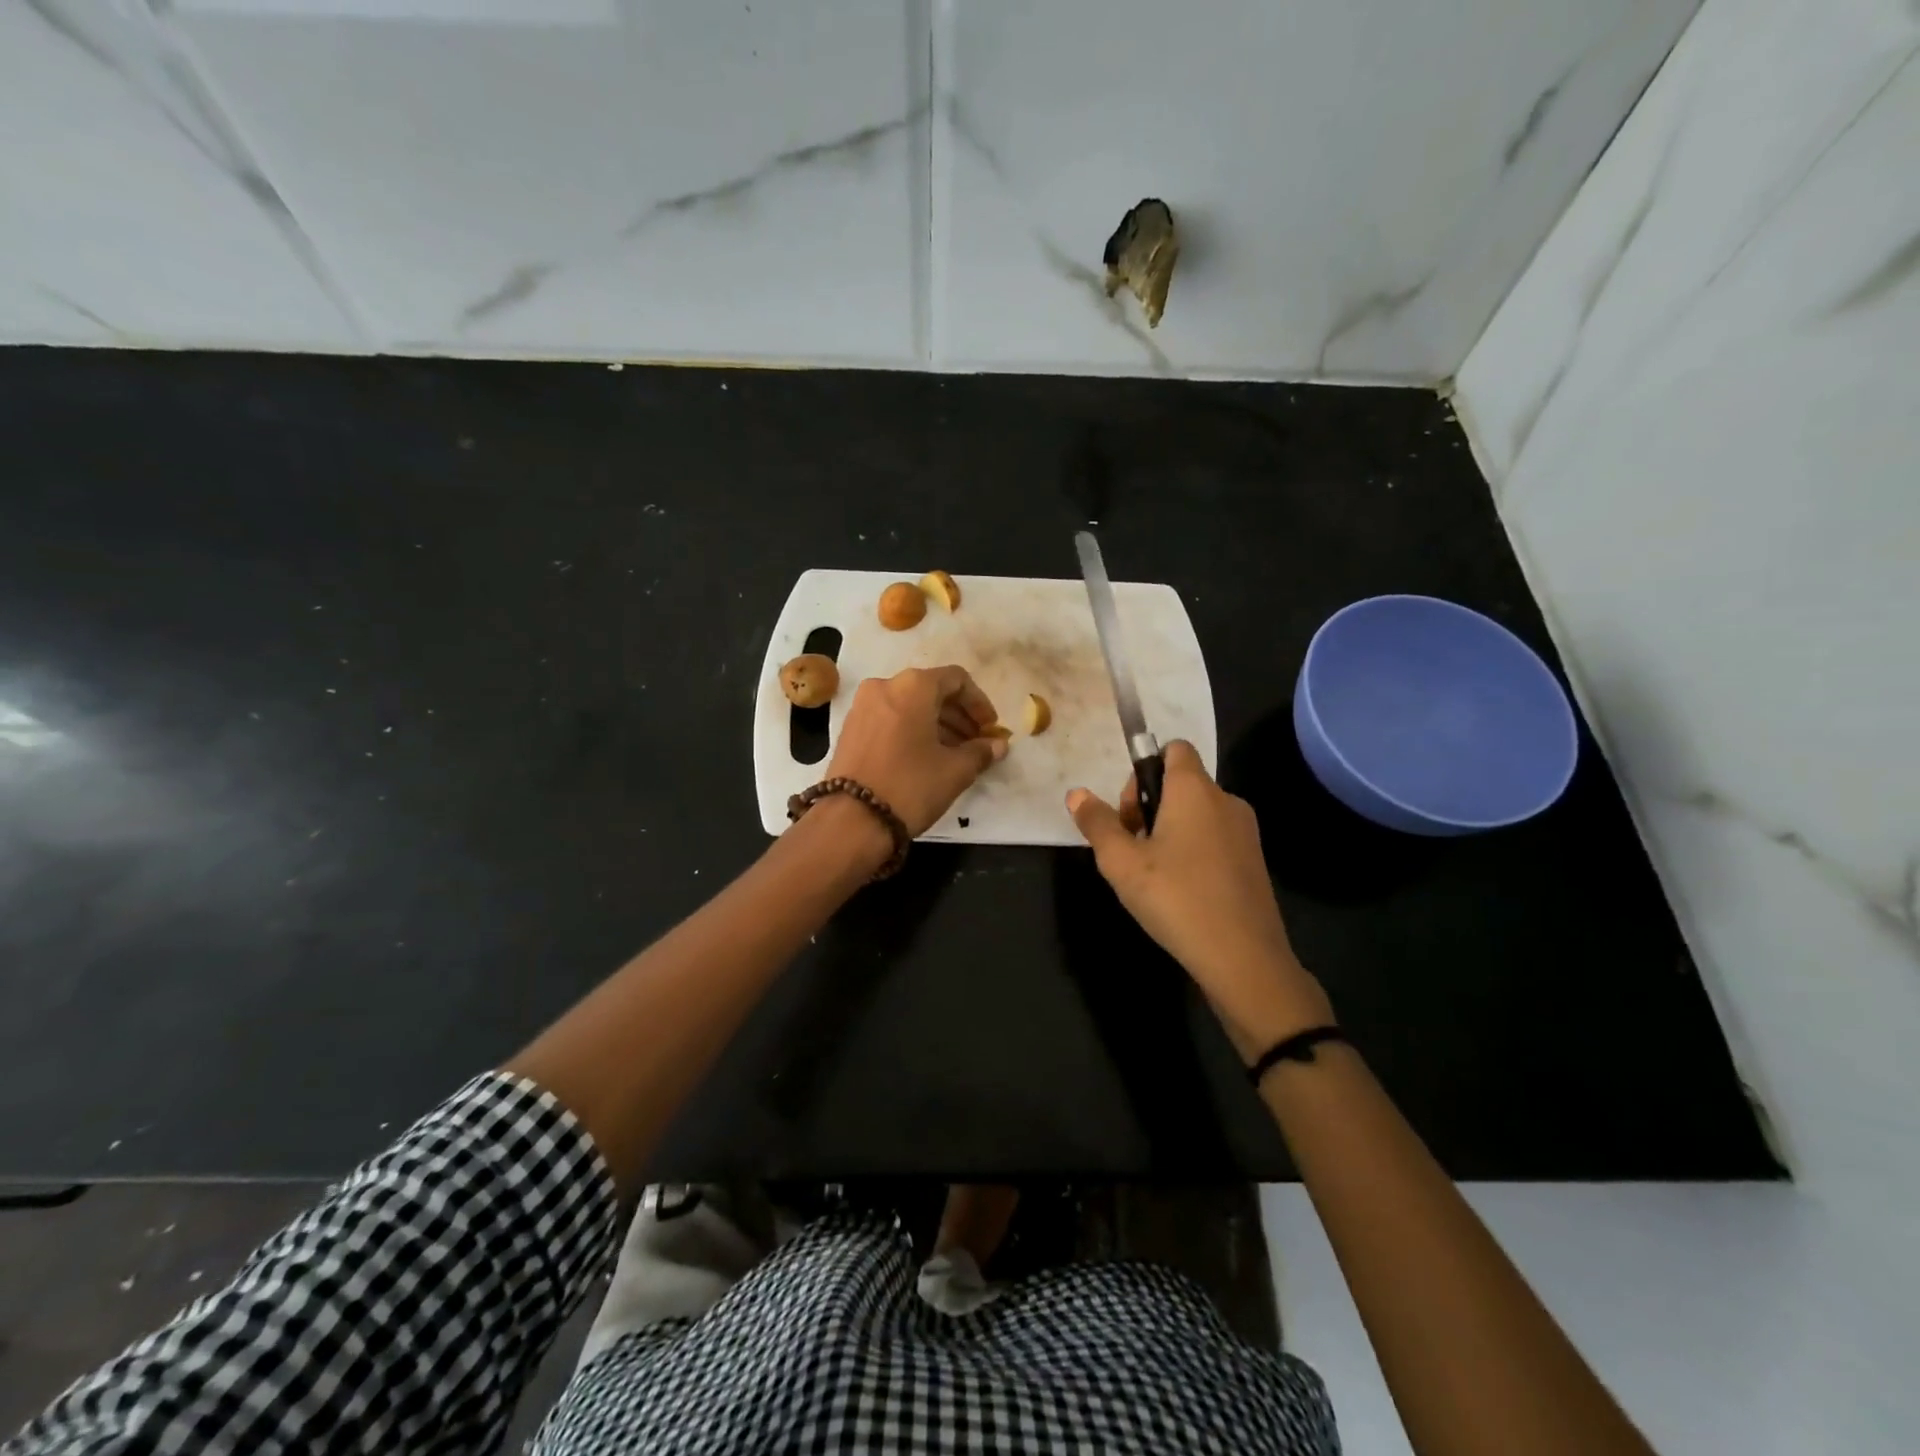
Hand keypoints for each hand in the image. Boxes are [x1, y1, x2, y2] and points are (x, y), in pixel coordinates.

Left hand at [827, 666, 1007, 836]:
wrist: (851, 820)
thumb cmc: (910, 786)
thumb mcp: (955, 771)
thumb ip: (981, 752)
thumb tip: (998, 745)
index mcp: (913, 686)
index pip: (957, 679)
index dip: (979, 703)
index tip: (991, 729)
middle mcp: (885, 686)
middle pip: (931, 691)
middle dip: (958, 716)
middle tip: (977, 743)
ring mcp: (863, 706)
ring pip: (909, 706)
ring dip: (937, 724)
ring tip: (956, 754)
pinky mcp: (850, 729)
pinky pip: (890, 719)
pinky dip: (912, 731)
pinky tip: (926, 758)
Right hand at [1068, 741, 1332, 1055]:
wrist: (1243, 958)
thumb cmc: (1176, 898)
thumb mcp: (1121, 863)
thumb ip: (1097, 823)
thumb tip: (1076, 794)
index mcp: (1194, 789)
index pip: (1173, 748)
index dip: (1144, 769)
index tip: (1129, 810)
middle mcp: (1225, 800)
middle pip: (1180, 782)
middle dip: (1149, 805)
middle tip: (1131, 848)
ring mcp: (1244, 831)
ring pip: (1196, 813)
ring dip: (1168, 830)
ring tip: (1151, 874)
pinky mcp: (1253, 860)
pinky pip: (1214, 837)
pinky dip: (1192, 850)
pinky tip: (1178, 890)